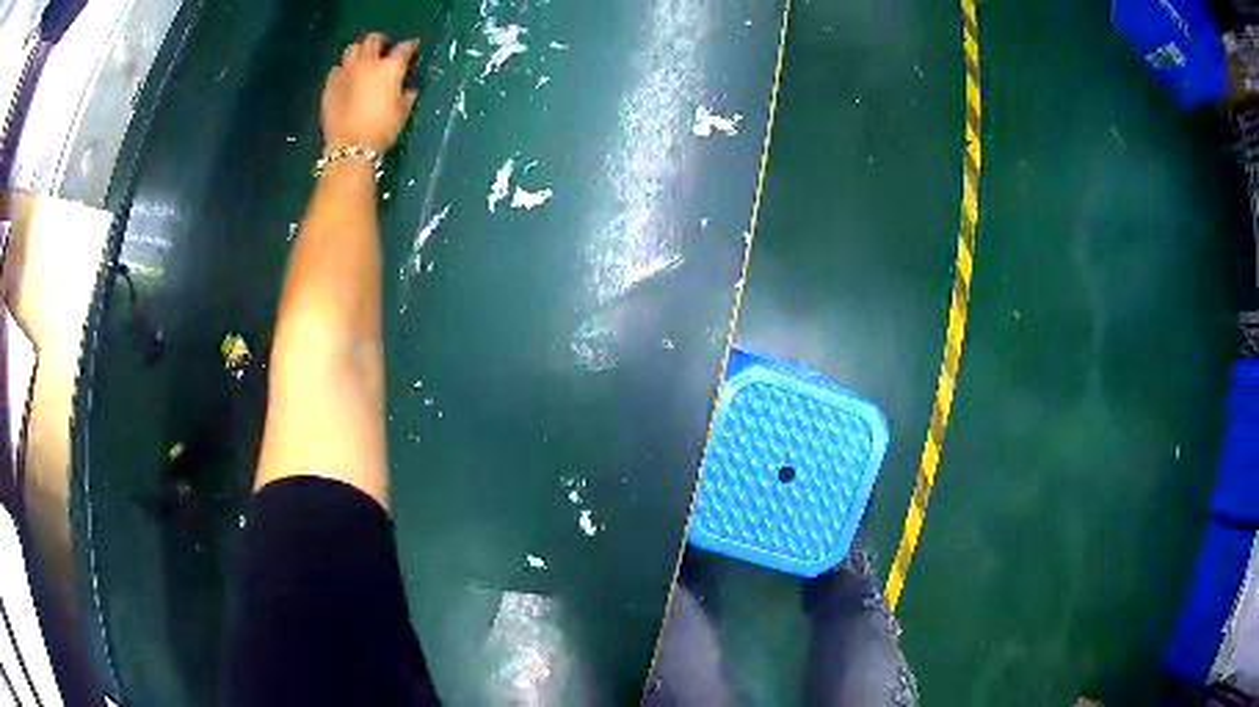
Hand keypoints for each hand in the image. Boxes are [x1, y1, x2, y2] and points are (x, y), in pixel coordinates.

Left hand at [322, 34, 419, 153]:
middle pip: (373, 40)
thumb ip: (406, 95)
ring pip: (352, 49)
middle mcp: (367, 63)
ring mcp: (346, 72)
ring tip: (362, 62)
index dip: (410, 46)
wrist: (350, 146)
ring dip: (359, 52)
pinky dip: (343, 70)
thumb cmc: (382, 129)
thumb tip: (408, 88)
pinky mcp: (330, 84)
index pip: (404, 48)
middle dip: (380, 41)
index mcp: (389, 68)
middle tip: (383, 49)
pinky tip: (346, 79)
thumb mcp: (402, 112)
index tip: (412, 48)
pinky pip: (337, 69)